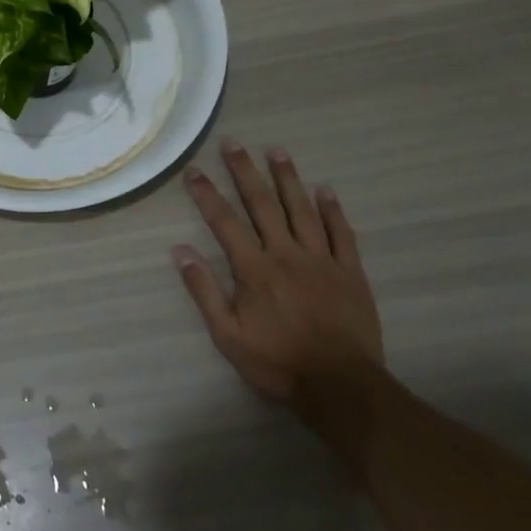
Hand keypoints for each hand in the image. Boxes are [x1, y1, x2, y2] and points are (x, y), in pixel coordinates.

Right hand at [172, 140, 384, 417]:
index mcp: (254, 268)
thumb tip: (180, 250)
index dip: (207, 194)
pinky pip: (342, 234)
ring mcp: (321, 260)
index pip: (225, 222)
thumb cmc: (278, 363)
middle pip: (262, 204)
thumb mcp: (228, 335)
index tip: (194, 170)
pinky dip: (333, 210)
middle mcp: (286, 253)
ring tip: (276, 150)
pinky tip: (325, 190)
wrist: (341, 388)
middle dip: (244, 171)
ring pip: (302, 209)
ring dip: (287, 178)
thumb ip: (204, 290)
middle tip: (233, 143)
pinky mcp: (350, 272)